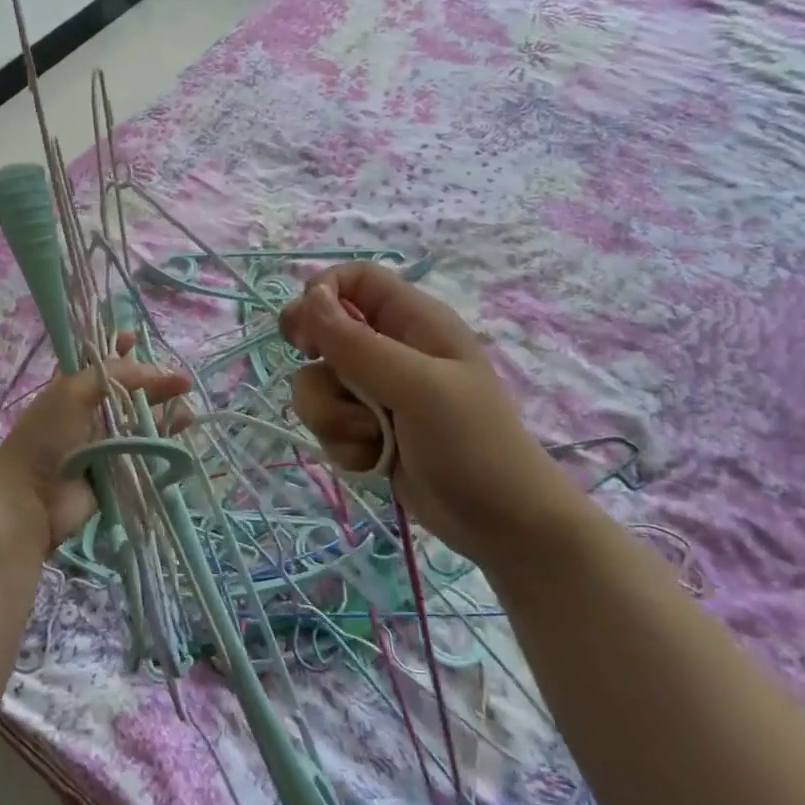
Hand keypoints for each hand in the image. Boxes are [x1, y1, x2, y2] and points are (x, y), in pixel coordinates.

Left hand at [0, 336, 191, 551]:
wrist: (31, 499)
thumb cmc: (47, 437)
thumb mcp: (74, 392)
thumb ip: (114, 374)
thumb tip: (154, 370)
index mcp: (71, 387)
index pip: (97, 362)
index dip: (116, 349)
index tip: (137, 339)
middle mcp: (88, 411)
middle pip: (128, 390)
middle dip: (154, 382)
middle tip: (183, 381)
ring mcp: (103, 441)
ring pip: (139, 420)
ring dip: (163, 410)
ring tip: (187, 406)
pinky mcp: (116, 468)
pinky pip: (144, 449)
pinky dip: (163, 438)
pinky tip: (182, 426)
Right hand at [278, 264, 582, 565]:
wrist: (501, 525)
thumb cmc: (472, 445)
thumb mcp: (418, 388)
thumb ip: (357, 344)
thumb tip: (309, 298)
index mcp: (414, 322)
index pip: (355, 279)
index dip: (321, 292)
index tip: (303, 331)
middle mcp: (392, 349)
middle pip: (323, 330)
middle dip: (317, 360)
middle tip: (327, 378)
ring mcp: (376, 391)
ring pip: (318, 382)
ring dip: (332, 415)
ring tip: (371, 437)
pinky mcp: (366, 429)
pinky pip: (327, 422)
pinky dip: (342, 444)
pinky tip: (374, 461)